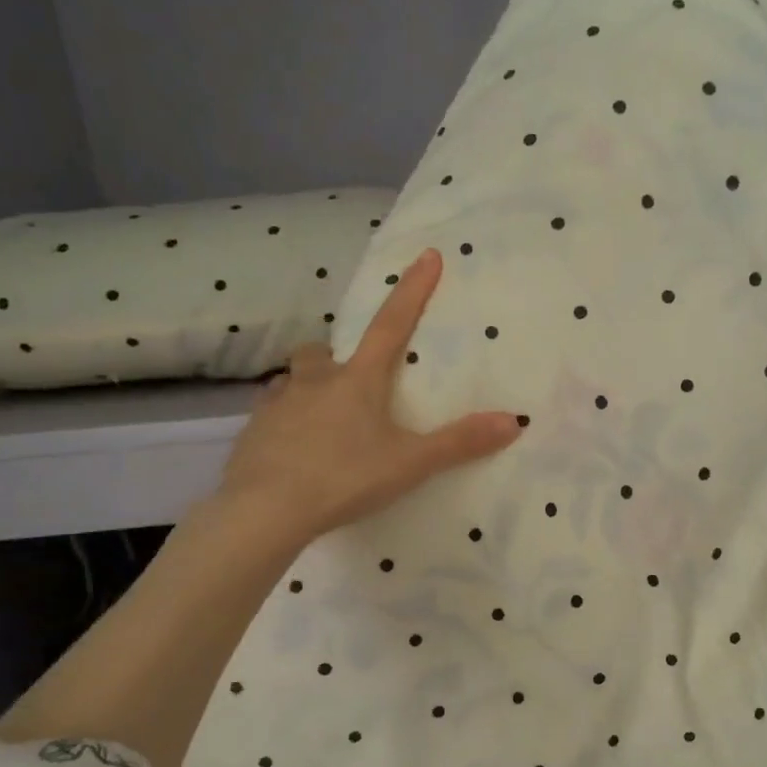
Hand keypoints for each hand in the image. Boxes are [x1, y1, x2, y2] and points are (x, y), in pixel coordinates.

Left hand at [217, 248, 521, 541]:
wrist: (265, 511)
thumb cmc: (344, 478)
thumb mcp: (410, 463)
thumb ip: (459, 443)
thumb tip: (513, 421)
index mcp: (358, 380)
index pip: (391, 324)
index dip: (412, 290)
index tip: (428, 255)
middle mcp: (314, 381)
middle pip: (323, 352)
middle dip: (338, 358)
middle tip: (353, 382)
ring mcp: (277, 404)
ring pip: (293, 381)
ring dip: (309, 388)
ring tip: (324, 420)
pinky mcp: (252, 432)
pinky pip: (271, 415)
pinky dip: (286, 423)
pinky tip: (295, 450)